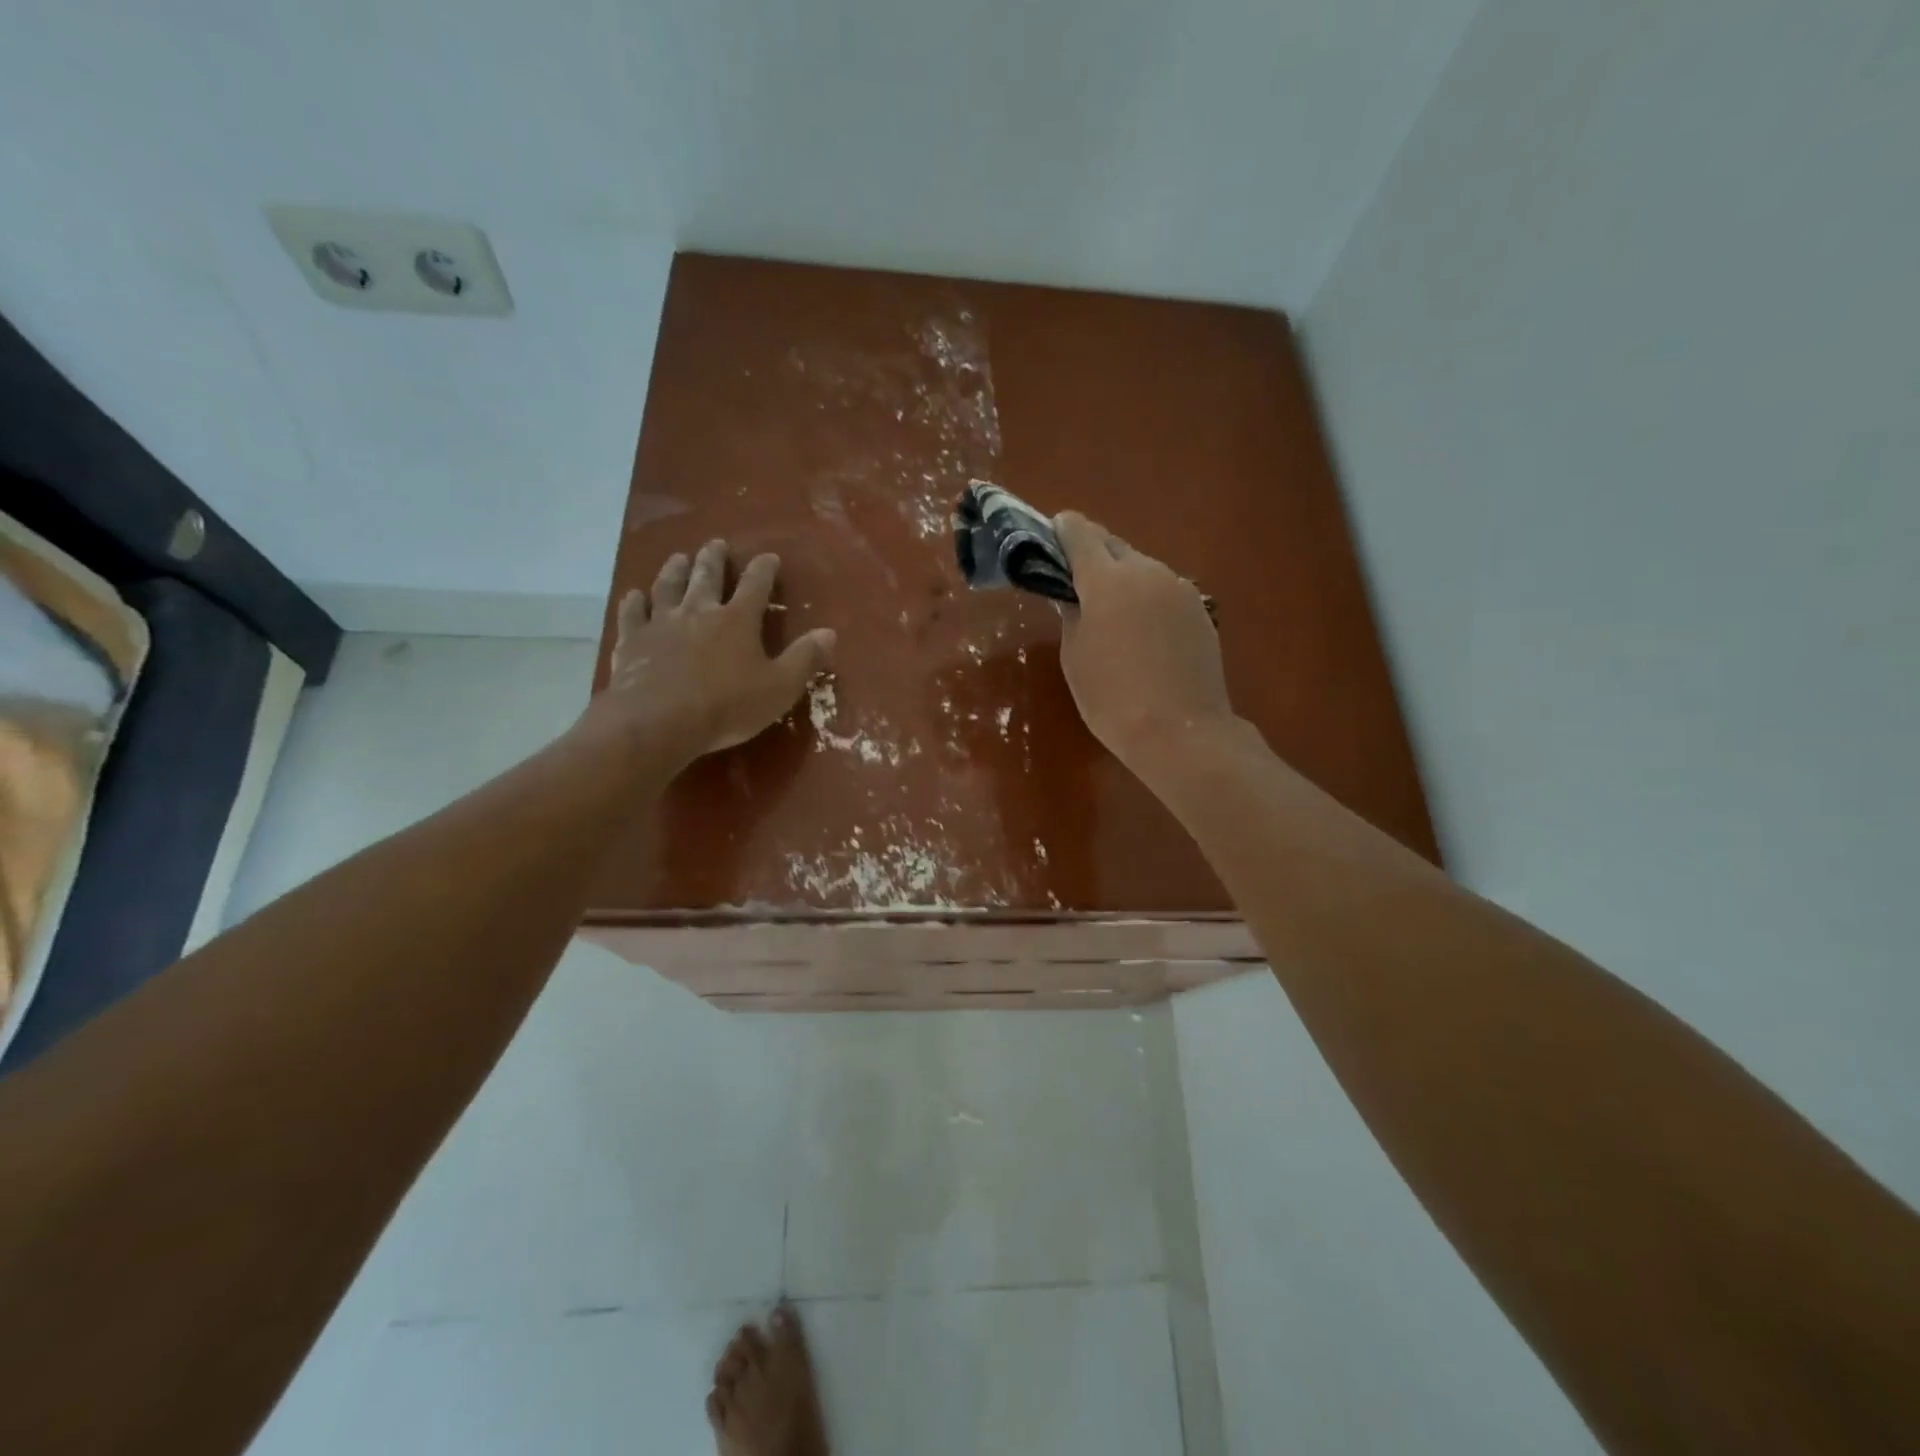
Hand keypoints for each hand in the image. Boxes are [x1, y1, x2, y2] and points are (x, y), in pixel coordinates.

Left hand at [577, 539, 835, 773]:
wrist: (658, 721)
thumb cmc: (727, 706)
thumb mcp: (779, 688)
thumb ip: (805, 659)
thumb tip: (829, 633)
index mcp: (738, 620)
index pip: (755, 585)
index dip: (764, 569)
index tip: (769, 557)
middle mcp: (699, 611)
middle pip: (707, 576)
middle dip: (714, 559)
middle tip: (716, 544)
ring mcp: (661, 623)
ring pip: (668, 586)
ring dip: (675, 570)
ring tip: (679, 558)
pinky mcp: (632, 641)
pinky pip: (632, 614)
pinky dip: (634, 603)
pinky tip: (633, 596)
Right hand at [1055, 511, 1234, 772]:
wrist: (1180, 732)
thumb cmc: (1112, 699)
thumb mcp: (1075, 658)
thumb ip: (1072, 616)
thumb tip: (1074, 598)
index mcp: (1106, 581)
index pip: (1081, 534)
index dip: (1063, 530)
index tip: (1053, 534)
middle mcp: (1146, 572)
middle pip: (1114, 546)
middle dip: (1094, 554)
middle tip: (1077, 577)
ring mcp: (1179, 589)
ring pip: (1143, 568)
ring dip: (1123, 577)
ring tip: (1112, 610)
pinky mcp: (1200, 611)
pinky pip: (1165, 591)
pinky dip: (1148, 598)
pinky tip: (1143, 630)